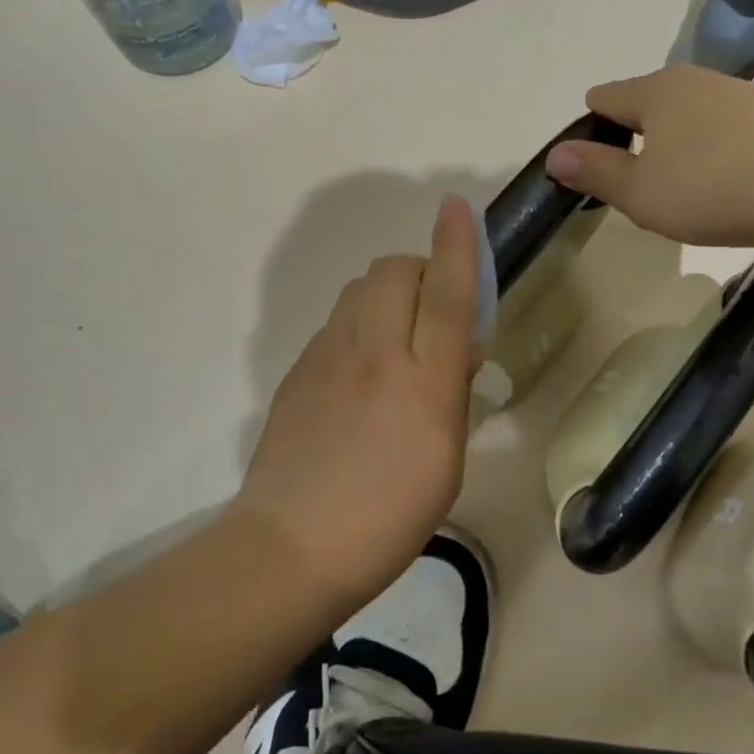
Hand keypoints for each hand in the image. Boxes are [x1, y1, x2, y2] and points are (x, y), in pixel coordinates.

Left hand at [233, 194, 480, 605]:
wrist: (291, 548)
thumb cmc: (389, 517)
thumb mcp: (447, 461)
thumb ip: (454, 392)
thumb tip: (462, 348)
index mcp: (424, 381)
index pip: (447, 293)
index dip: (457, 244)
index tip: (456, 206)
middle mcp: (376, 354)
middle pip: (394, 271)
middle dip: (420, 269)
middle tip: (433, 310)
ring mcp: (328, 357)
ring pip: (359, 289)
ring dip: (387, 293)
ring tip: (398, 337)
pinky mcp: (298, 370)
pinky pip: (336, 323)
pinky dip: (358, 324)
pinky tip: (360, 371)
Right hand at [543, 65, 753, 246]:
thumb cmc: (711, 187)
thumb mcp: (641, 192)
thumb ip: (596, 172)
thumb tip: (556, 155)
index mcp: (652, 92)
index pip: (605, 97)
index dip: (591, 126)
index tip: (593, 161)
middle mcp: (694, 81)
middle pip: (650, 101)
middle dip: (638, 134)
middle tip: (639, 180)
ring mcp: (739, 93)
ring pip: (693, 114)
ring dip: (682, 142)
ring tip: (686, 185)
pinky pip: (729, 128)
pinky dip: (720, 149)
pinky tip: (731, 181)